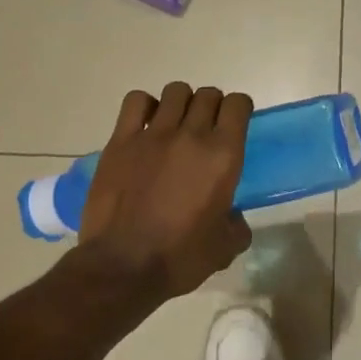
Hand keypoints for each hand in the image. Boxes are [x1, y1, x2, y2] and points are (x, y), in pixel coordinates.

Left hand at [77, 83, 253, 299]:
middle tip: (206, 129)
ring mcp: (153, 135)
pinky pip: (136, 102)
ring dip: (182, 103)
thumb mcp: (225, 246)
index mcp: (223, 156)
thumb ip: (236, 223)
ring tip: (176, 125)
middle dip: (212, 107)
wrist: (123, 267)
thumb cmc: (180, 258)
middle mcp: (192, 135)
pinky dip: (145, 106)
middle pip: (208, 95)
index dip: (239, 109)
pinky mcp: (121, 141)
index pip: (238, 104)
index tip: (235, 123)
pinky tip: (145, 125)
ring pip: (176, 92)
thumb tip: (231, 215)